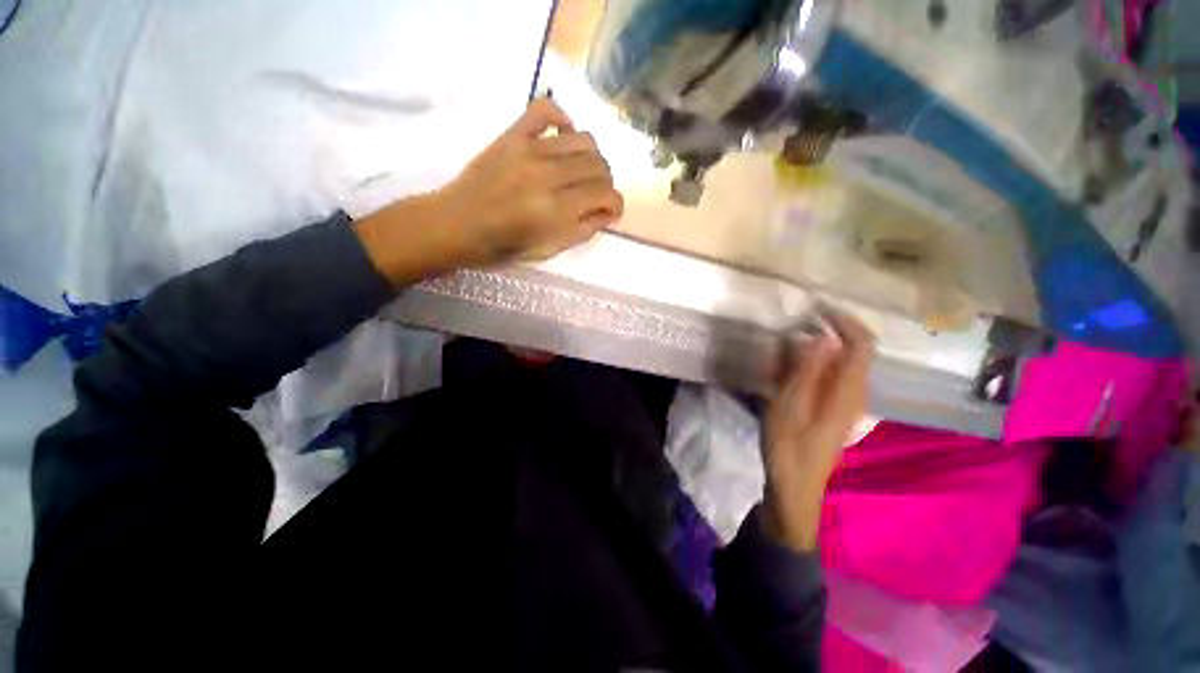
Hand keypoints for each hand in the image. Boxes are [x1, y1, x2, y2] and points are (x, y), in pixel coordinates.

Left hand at [355, 98, 623, 284]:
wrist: (457, 224)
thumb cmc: (503, 246)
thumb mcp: (549, 250)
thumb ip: (583, 230)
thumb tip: (606, 212)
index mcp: (555, 210)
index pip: (605, 194)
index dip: (616, 204)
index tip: (610, 212)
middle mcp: (547, 175)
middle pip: (599, 165)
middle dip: (605, 184)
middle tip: (594, 197)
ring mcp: (529, 149)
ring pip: (584, 139)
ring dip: (592, 158)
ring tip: (581, 173)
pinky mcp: (513, 135)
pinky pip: (545, 110)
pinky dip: (563, 119)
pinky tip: (563, 137)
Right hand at [761, 309, 874, 551]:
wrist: (794, 485)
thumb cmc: (789, 445)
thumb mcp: (790, 404)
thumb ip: (806, 370)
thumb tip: (820, 336)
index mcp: (848, 390)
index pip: (861, 344)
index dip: (844, 320)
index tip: (816, 306)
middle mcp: (855, 393)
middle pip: (854, 350)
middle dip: (830, 330)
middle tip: (797, 321)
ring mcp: (846, 402)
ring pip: (841, 363)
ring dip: (818, 347)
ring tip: (788, 342)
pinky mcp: (834, 410)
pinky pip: (830, 376)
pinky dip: (813, 363)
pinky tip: (789, 368)